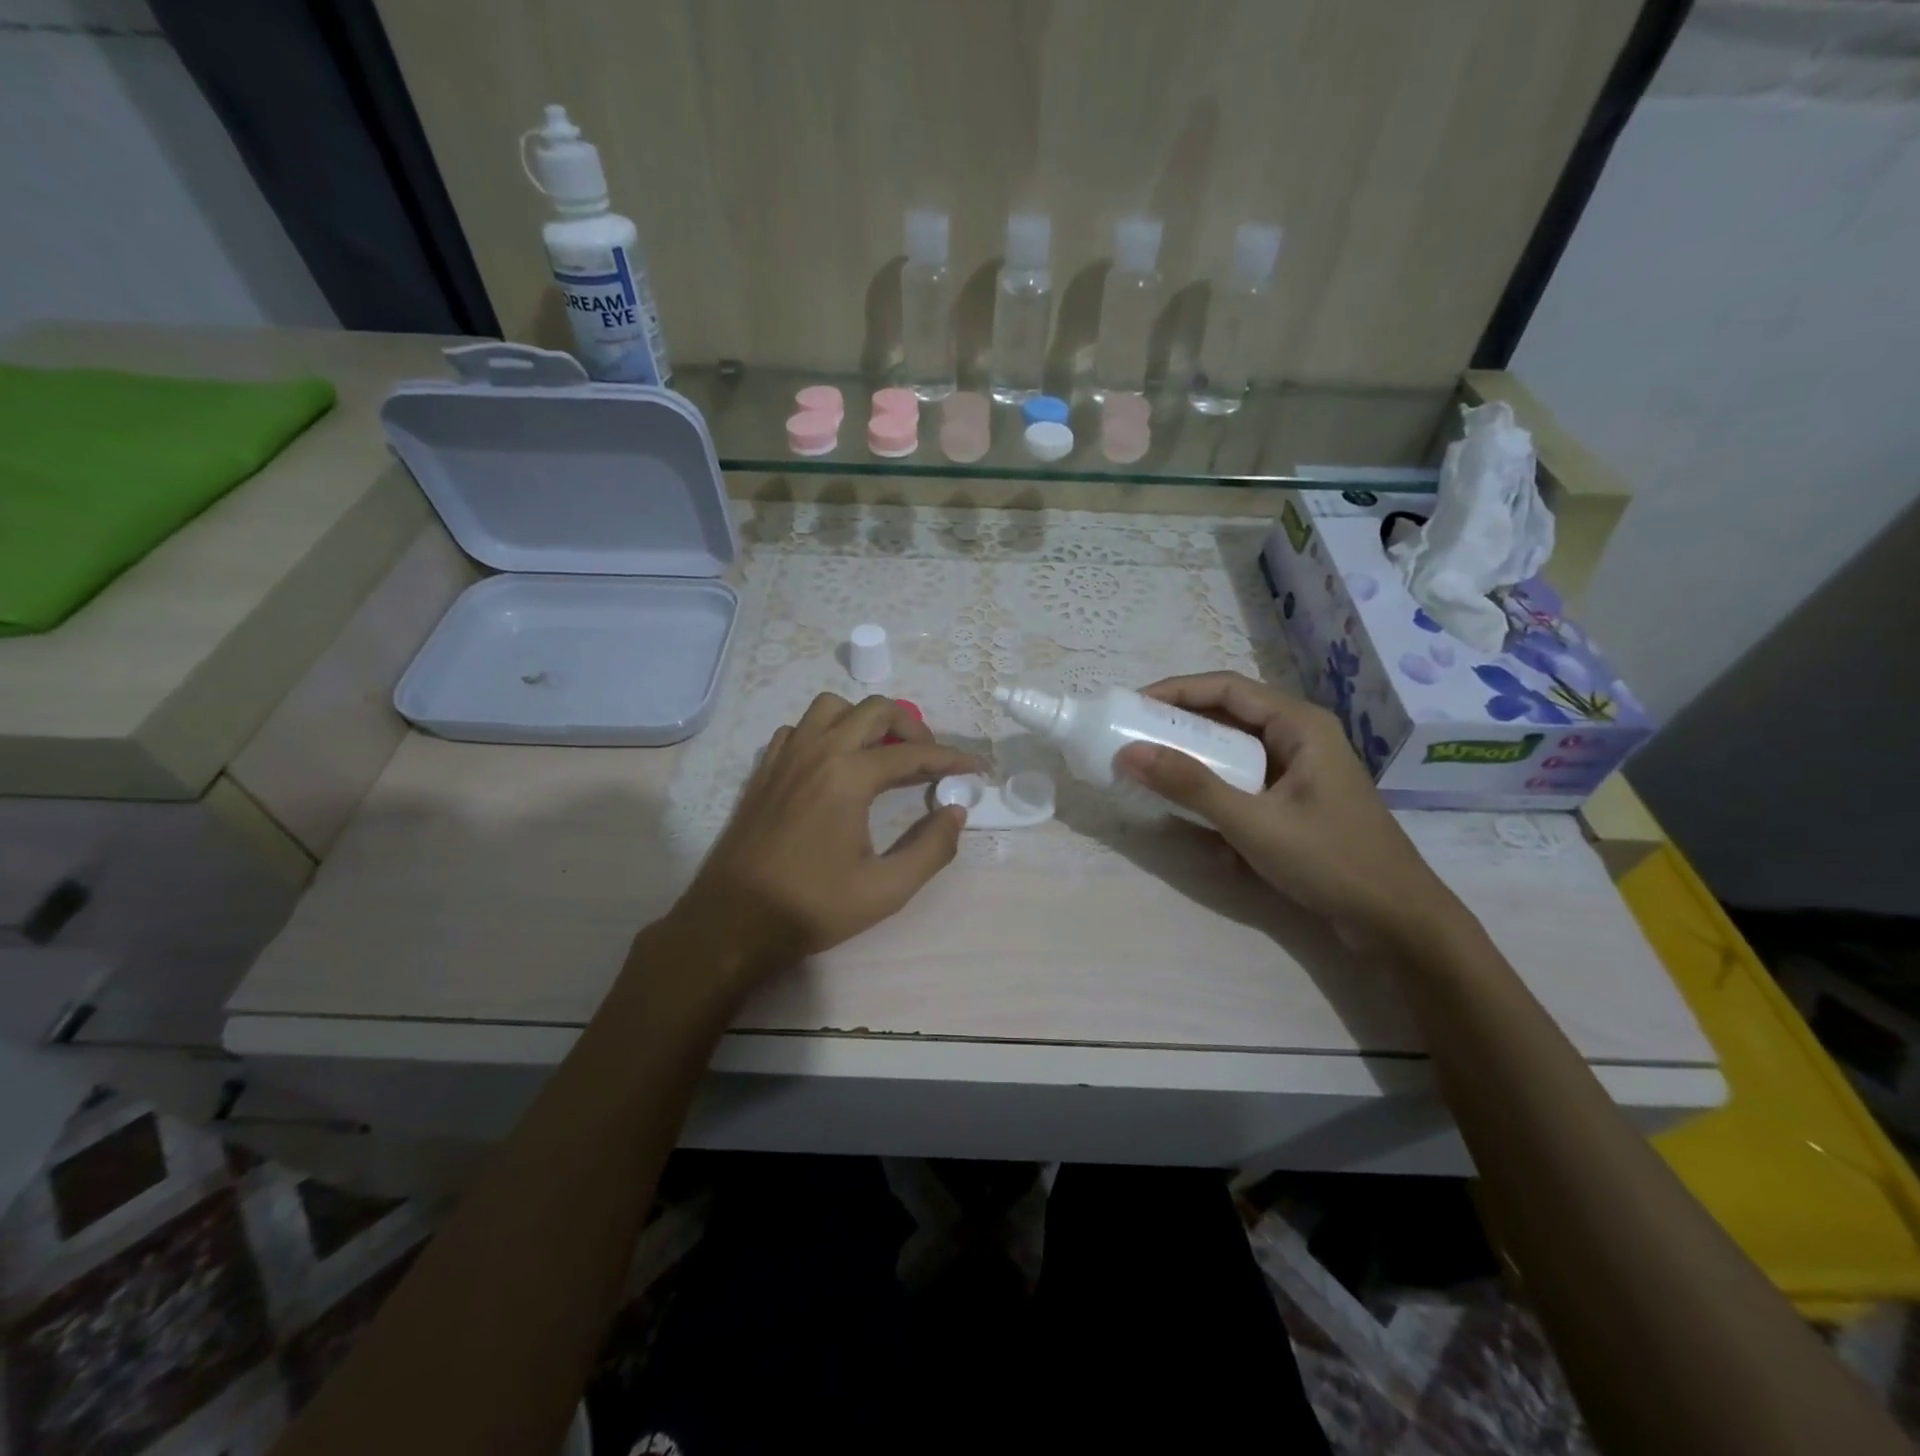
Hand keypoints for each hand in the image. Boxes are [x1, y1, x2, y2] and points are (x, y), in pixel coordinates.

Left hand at [660, 693, 977, 989]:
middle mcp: (818, 752)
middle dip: (911, 727)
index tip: (975, 767)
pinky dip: (826, 733)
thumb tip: (956, 812)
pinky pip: (801, 729)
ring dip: (864, 720)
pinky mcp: (764, 769)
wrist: (734, 922)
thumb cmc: (812, 907)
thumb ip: (931, 848)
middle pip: (875, 710)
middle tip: (928, 759)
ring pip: (832, 708)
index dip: (951, 758)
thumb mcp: (886, 889)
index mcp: (849, 776)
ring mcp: (785, 756)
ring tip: (880, 753)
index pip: (913, 753)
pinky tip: (834, 766)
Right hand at [1117, 672, 1468, 948]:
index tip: (1132, 707)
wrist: (1398, 922)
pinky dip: (1218, 795)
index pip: (1226, 688)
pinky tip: (1199, 825)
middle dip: (1180, 729)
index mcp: (1299, 725)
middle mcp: (1300, 738)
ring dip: (1196, 764)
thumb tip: (1128, 754)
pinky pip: (1245, 784)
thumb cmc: (1331, 861)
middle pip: (1229, 716)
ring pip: (1235, 753)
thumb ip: (1191, 785)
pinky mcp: (1297, 802)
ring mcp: (1300, 772)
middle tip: (1134, 742)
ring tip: (1155, 777)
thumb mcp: (1253, 822)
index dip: (1175, 691)